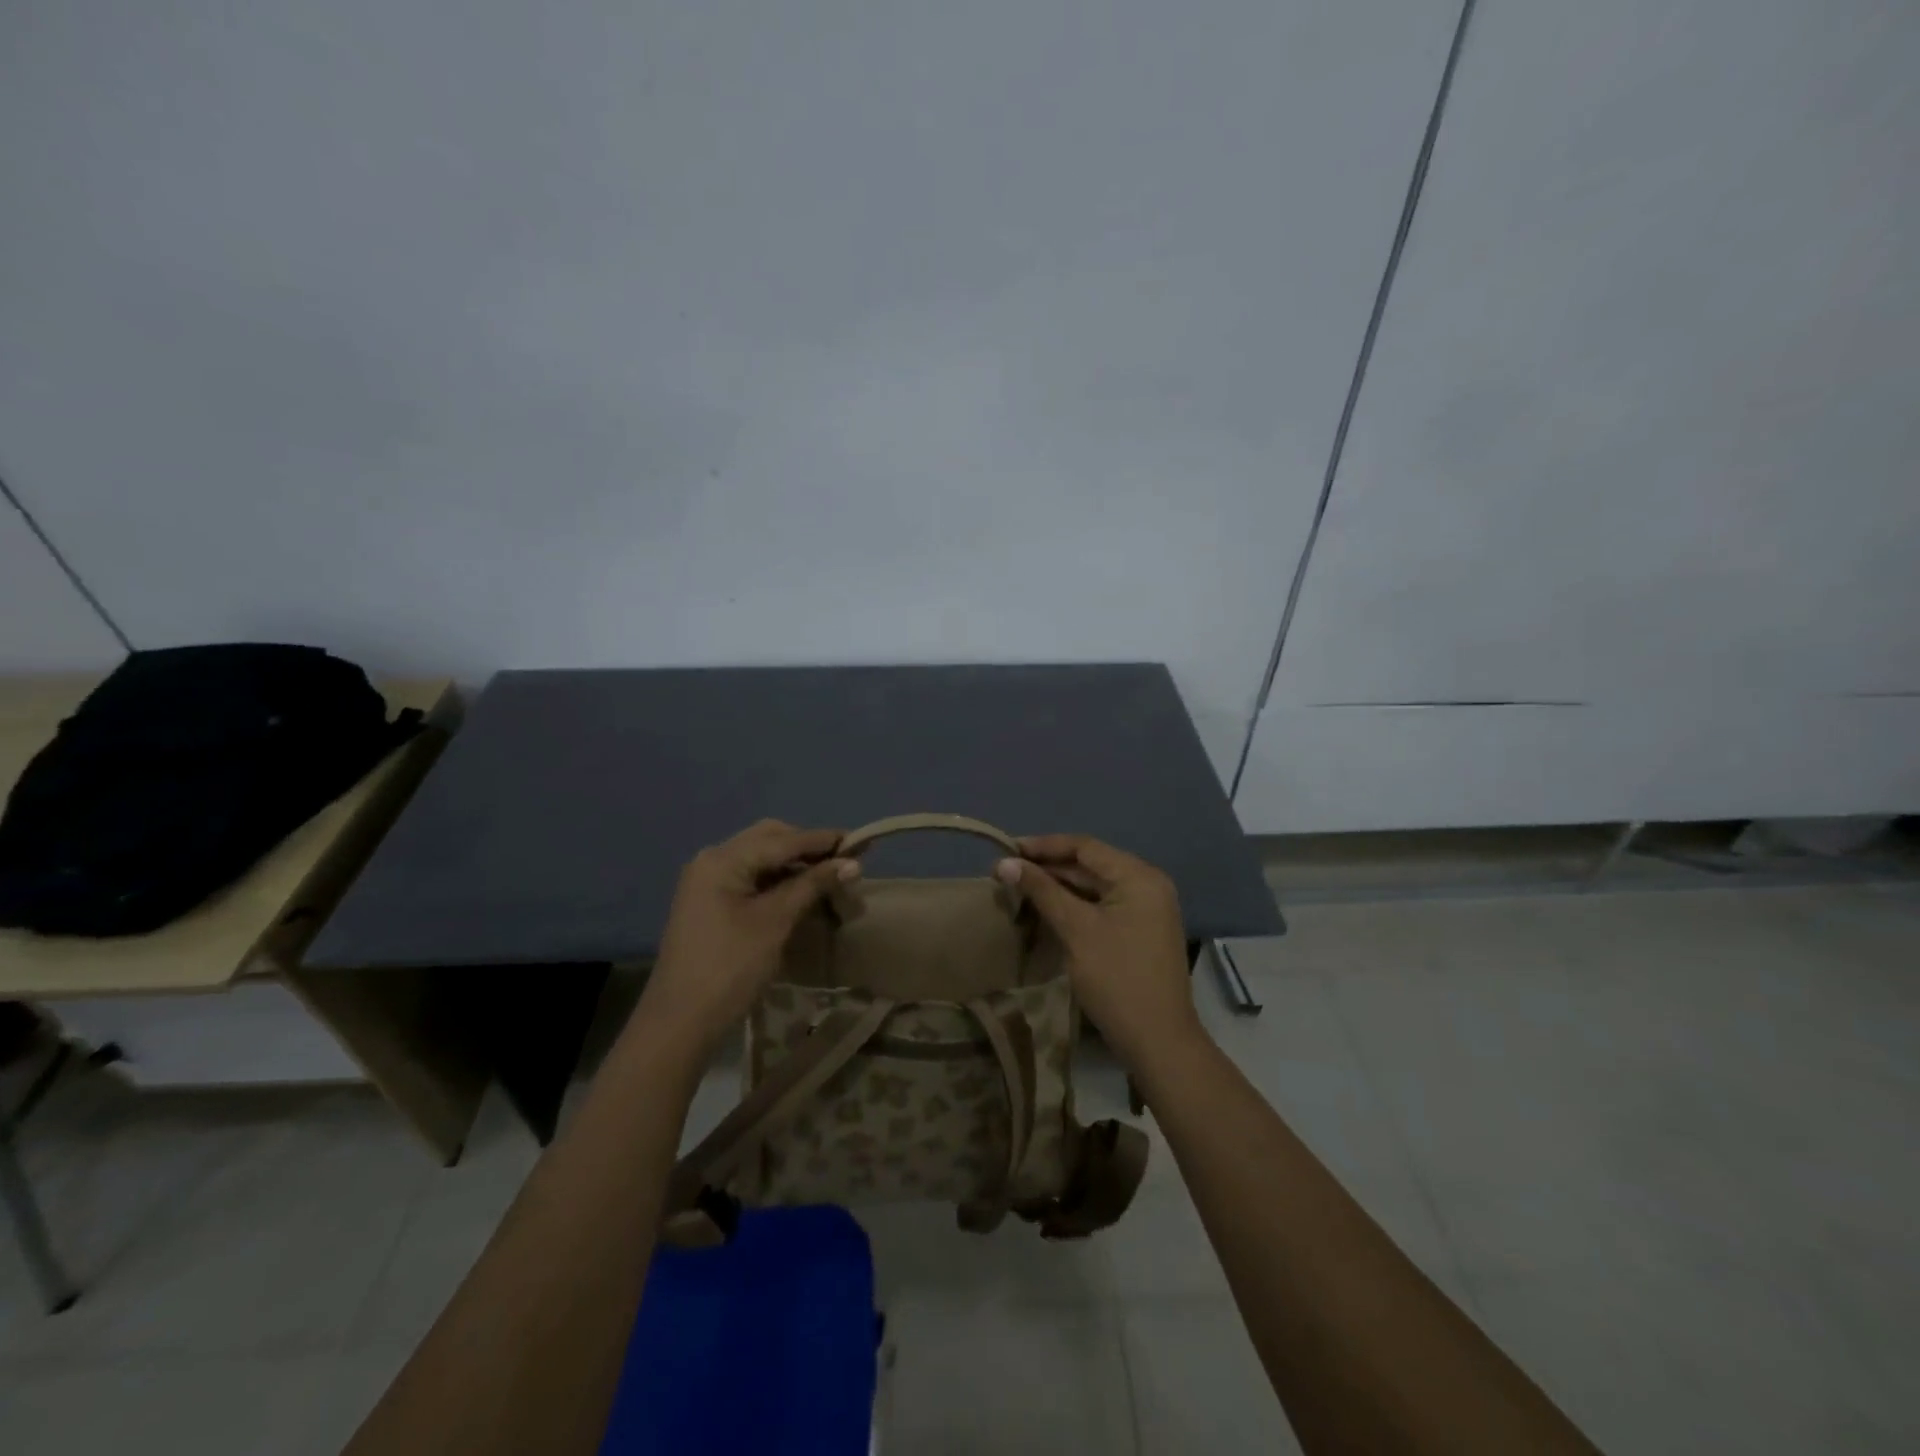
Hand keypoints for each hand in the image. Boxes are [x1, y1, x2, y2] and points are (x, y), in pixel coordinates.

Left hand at [639, 820, 856, 1055]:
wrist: (680, 1022)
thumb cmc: (730, 967)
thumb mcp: (775, 922)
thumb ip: (812, 885)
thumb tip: (853, 863)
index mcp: (723, 859)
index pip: (783, 839)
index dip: (824, 840)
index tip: (862, 841)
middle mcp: (712, 860)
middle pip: (769, 839)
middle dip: (808, 847)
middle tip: (844, 860)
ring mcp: (708, 881)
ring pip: (760, 857)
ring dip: (794, 863)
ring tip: (830, 874)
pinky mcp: (711, 902)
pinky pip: (751, 876)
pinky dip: (778, 879)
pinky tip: (802, 889)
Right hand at [996, 835, 1202, 1070]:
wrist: (1158, 1041)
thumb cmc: (1116, 978)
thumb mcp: (1076, 929)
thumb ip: (1042, 891)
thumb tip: (1004, 863)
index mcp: (1138, 876)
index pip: (1085, 847)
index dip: (1043, 846)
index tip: (1007, 849)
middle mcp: (1147, 884)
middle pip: (1090, 865)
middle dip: (1048, 867)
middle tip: (1007, 871)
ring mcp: (1145, 909)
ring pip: (1094, 887)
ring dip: (1058, 887)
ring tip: (1018, 887)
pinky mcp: (1139, 931)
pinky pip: (1101, 906)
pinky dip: (1074, 905)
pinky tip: (1044, 909)